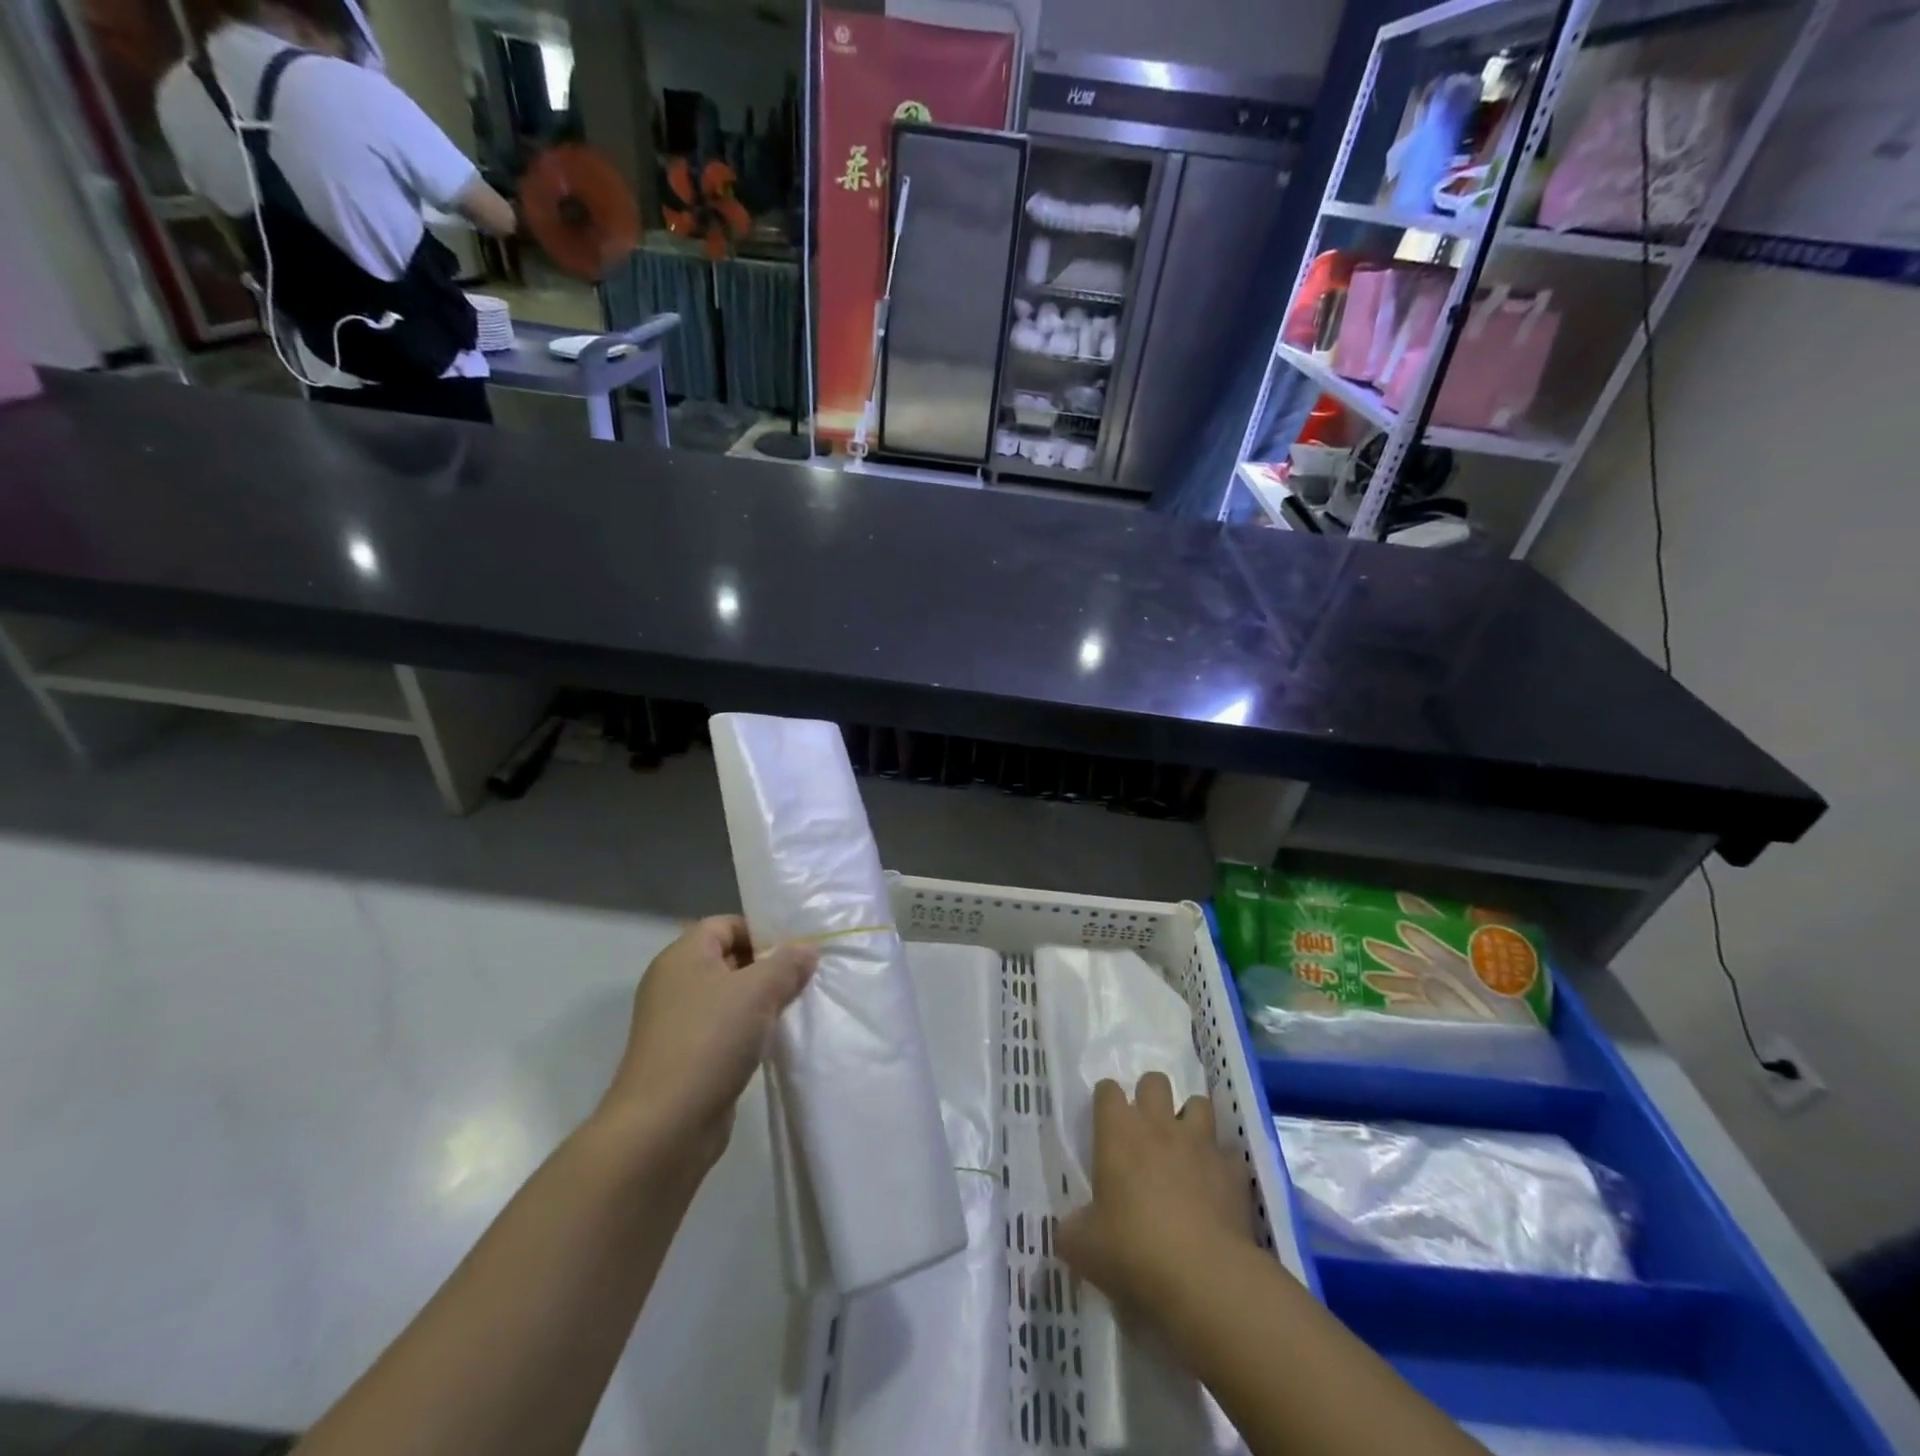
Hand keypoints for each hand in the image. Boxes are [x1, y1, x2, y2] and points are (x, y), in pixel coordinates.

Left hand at [598, 917, 816, 1169]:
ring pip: (730, 998)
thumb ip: (787, 964)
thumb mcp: (758, 991)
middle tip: (805, 977)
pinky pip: (726, 1030)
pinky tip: (776, 1041)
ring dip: (762, 1002)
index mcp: (682, 956)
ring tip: (796, 1008)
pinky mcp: (688, 1058)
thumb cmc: (709, 1041)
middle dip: (768, 967)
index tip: (797, 949)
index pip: (726, 924)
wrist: (664, 1126)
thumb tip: (807, 949)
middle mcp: (676, 984)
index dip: (762, 930)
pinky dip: (750, 1032)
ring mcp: (678, 1023)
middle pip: (729, 959)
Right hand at [1057, 1073, 1254, 1317]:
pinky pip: (1228, 1152)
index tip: (1105, 1124)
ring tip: (1185, 1147)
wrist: (1203, 1278)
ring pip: (1198, 1104)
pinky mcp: (1233, 1170)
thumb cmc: (1132, 1251)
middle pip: (1154, 1082)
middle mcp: (1159, 1124)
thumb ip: (1072, 1229)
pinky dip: (1222, 1164)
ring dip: (1190, 1120)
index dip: (1106, 1102)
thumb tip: (1068, 1230)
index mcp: (1118, 1132)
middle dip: (1150, 1097)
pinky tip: (1216, 1185)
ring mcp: (1200, 1143)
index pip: (1107, 1090)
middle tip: (1146, 1130)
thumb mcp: (1082, 1247)